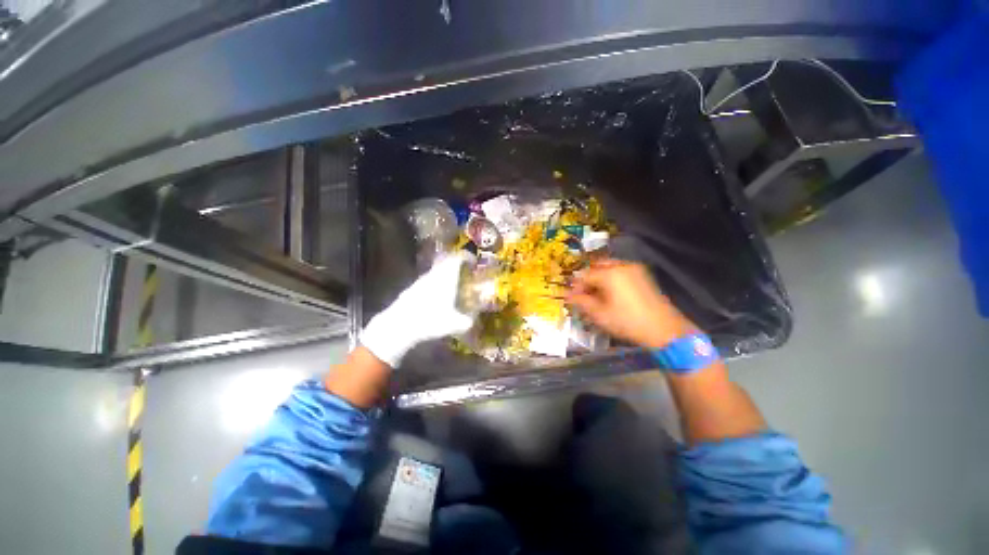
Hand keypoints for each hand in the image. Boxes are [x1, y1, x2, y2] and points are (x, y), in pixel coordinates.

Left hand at [360, 254, 474, 367]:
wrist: (398, 325)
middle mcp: (433, 274)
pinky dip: (436, 284)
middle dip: (457, 265)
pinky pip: (428, 281)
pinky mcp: (411, 289)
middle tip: (466, 274)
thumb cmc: (430, 320)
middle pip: (446, 262)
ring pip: (436, 271)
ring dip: (445, 275)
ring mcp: (421, 280)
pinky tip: (437, 299)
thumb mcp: (454, 324)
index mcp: (446, 276)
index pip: (458, 257)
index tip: (474, 263)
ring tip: (453, 287)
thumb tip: (472, 321)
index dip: (467, 257)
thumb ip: (466, 322)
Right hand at [566, 260, 696, 348]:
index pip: (585, 275)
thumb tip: (568, 296)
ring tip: (596, 296)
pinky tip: (611, 294)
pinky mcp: (642, 275)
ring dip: (599, 279)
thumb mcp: (600, 314)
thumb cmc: (627, 322)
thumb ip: (581, 302)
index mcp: (609, 274)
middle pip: (596, 267)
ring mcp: (634, 269)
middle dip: (588, 281)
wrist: (664, 329)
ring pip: (609, 268)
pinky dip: (611, 279)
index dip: (576, 286)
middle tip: (584, 295)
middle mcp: (621, 266)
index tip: (572, 298)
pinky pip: (620, 272)